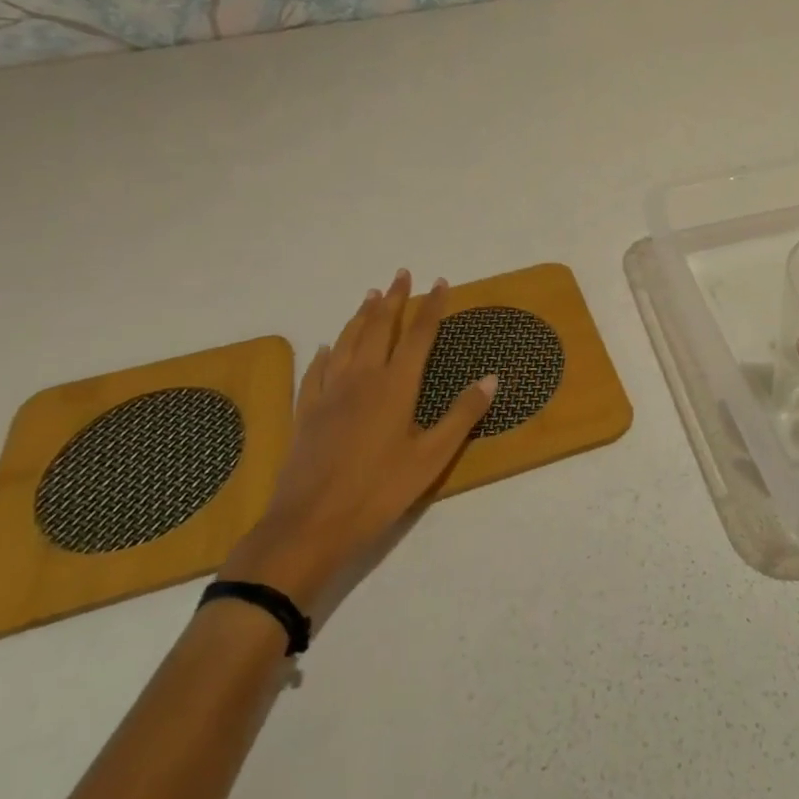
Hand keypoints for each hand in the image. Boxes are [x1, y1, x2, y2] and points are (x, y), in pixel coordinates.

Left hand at [221, 270, 493, 602]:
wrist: (310, 524)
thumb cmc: (379, 491)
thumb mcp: (432, 457)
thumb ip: (462, 415)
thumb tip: (491, 377)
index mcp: (396, 385)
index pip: (418, 335)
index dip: (432, 307)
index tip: (441, 282)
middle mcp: (362, 378)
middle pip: (379, 328)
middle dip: (394, 299)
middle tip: (401, 274)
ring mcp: (329, 393)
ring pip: (347, 341)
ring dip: (361, 316)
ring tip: (370, 296)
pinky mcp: (306, 412)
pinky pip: (316, 371)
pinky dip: (325, 354)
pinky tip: (326, 348)